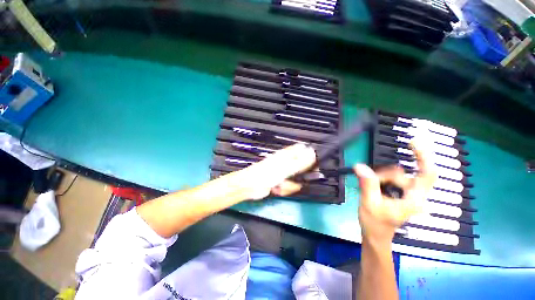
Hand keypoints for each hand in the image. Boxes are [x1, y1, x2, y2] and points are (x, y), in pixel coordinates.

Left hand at [239, 143, 316, 199]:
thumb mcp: (285, 168)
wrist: (251, 187)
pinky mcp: (281, 182)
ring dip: (290, 185)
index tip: (315, 166)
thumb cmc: (266, 174)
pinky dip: (285, 189)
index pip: (302, 150)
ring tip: (281, 185)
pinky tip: (277, 189)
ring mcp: (284, 173)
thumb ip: (300, 162)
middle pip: (302, 167)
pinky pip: (290, 186)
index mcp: (286, 155)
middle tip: (294, 179)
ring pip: (297, 179)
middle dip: (301, 176)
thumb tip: (313, 152)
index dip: (311, 156)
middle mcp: (286, 162)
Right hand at [355, 137, 436, 243]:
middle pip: (402, 174)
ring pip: (395, 176)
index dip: (423, 156)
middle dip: (383, 175)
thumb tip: (359, 166)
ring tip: (369, 189)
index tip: (412, 141)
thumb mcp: (370, 203)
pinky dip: (380, 179)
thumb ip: (367, 184)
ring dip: (380, 178)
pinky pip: (391, 179)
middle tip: (367, 181)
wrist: (375, 236)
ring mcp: (407, 194)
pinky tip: (373, 187)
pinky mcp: (400, 194)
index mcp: (413, 199)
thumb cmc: (375, 224)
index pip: (427, 174)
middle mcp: (414, 195)